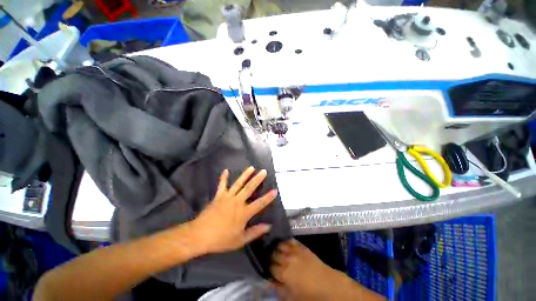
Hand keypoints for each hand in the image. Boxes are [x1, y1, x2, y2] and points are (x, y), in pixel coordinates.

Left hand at [190, 166, 277, 253]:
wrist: (200, 235)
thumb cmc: (221, 239)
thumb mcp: (240, 240)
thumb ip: (255, 232)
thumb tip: (268, 226)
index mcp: (244, 213)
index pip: (260, 203)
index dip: (268, 197)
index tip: (275, 190)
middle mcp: (237, 202)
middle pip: (250, 188)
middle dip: (258, 179)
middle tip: (264, 171)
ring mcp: (227, 197)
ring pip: (238, 183)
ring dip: (245, 175)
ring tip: (251, 167)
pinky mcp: (218, 196)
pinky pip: (222, 185)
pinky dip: (224, 177)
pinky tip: (226, 170)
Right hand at [270, 240, 342, 300]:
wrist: (329, 285)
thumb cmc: (310, 295)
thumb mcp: (292, 298)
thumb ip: (279, 289)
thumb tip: (270, 281)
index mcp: (284, 273)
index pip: (270, 266)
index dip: (267, 266)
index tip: (265, 266)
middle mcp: (288, 259)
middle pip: (273, 254)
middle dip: (269, 255)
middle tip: (268, 257)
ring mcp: (295, 251)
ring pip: (280, 245)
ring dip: (275, 246)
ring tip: (272, 248)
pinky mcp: (302, 247)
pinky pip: (290, 241)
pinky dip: (285, 241)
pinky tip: (282, 242)